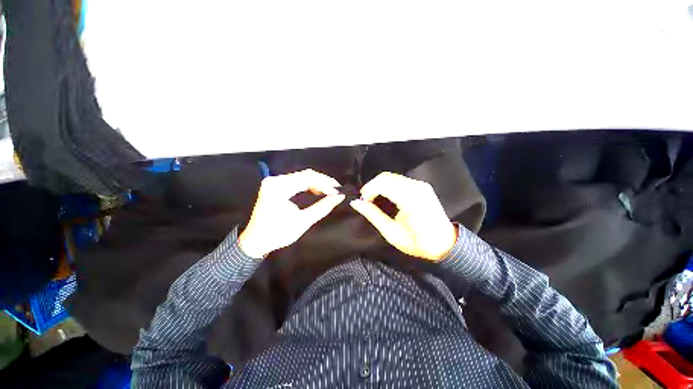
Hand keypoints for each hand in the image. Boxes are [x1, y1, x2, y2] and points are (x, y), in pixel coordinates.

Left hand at [238, 169, 344, 257]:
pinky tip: (317, 191)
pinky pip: (297, 181)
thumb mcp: (303, 221)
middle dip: (323, 182)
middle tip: (336, 191)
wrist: (256, 241)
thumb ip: (322, 207)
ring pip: (302, 177)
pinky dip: (309, 185)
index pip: (307, 178)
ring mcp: (274, 182)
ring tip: (329, 191)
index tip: (338, 190)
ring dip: (317, 183)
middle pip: (305, 175)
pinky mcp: (276, 185)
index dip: (325, 182)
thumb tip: (339, 197)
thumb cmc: (278, 234)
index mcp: (279, 188)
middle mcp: (275, 180)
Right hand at [350, 172, 456, 261]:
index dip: (369, 189)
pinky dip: (387, 185)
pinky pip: (399, 179)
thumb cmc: (418, 243)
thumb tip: (356, 203)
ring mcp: (421, 185)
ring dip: (379, 185)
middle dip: (372, 186)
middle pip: (386, 177)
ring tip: (373, 198)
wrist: (445, 243)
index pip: (384, 184)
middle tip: (366, 200)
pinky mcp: (422, 185)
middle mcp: (417, 188)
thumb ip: (373, 216)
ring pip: (392, 176)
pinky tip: (384, 195)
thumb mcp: (392, 234)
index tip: (363, 201)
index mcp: (411, 201)